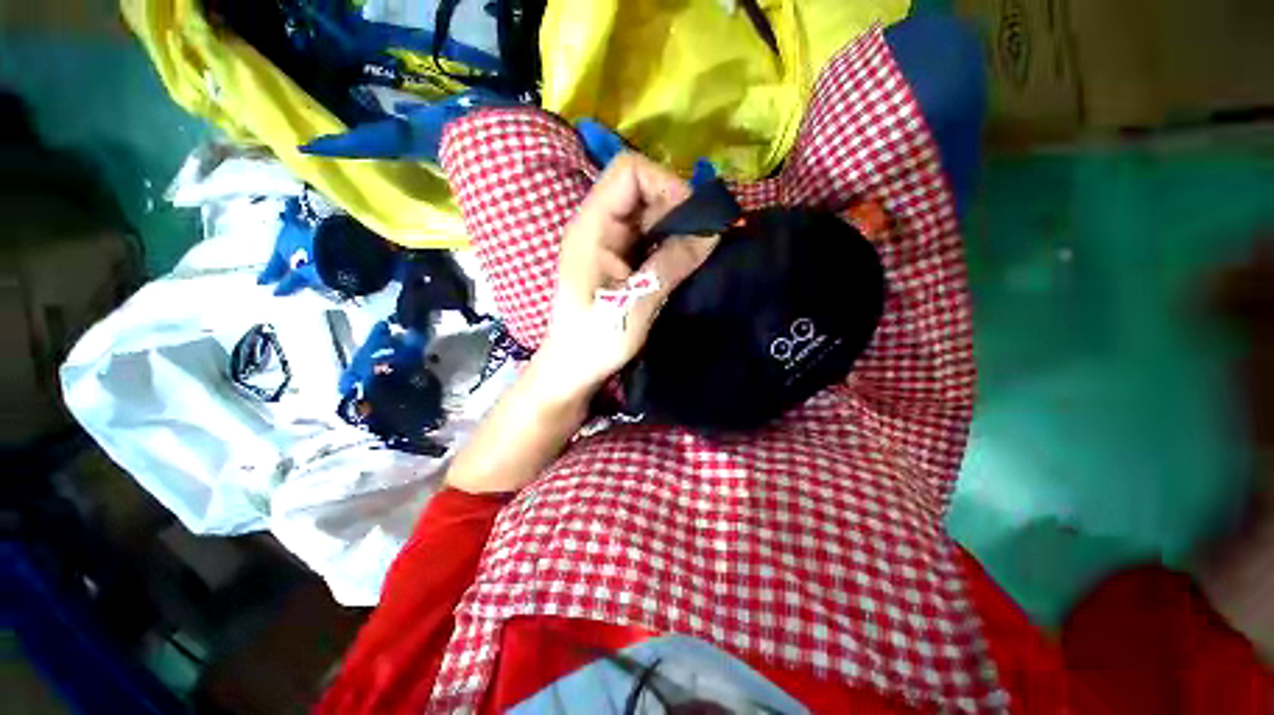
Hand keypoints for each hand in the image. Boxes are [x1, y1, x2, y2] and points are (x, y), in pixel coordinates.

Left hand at [534, 153, 718, 399]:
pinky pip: (649, 236)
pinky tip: (684, 262)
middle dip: (678, 209)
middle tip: (705, 241)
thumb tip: (713, 231)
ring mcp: (608, 242)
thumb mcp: (635, 306)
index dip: (666, 185)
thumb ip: (670, 266)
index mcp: (591, 228)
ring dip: (678, 227)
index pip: (629, 172)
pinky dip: (671, 243)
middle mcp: (598, 225)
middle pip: (643, 189)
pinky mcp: (618, 258)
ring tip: (700, 253)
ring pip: (650, 213)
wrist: (573, 368)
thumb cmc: (594, 342)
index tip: (694, 221)